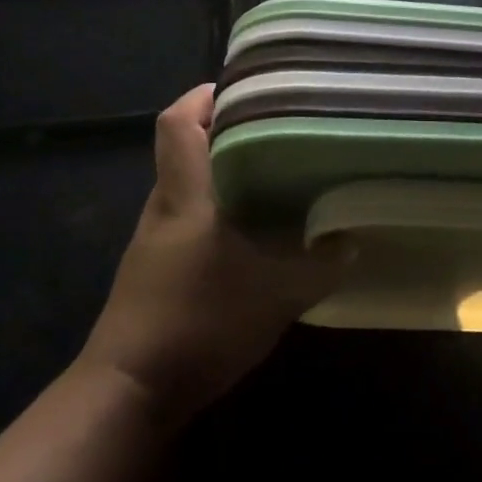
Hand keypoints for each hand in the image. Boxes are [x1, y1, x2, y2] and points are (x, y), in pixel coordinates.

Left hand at [78, 84, 348, 425]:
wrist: (130, 392)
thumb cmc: (199, 321)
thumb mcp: (276, 293)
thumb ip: (319, 264)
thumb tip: (351, 241)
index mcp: (186, 193)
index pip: (177, 122)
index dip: (203, 96)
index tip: (243, 89)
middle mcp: (166, 206)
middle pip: (185, 147)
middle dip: (225, 132)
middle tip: (277, 131)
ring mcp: (156, 240)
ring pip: (190, 187)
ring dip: (224, 176)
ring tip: (275, 178)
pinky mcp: (156, 271)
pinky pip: (190, 222)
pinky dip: (219, 215)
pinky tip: (253, 236)